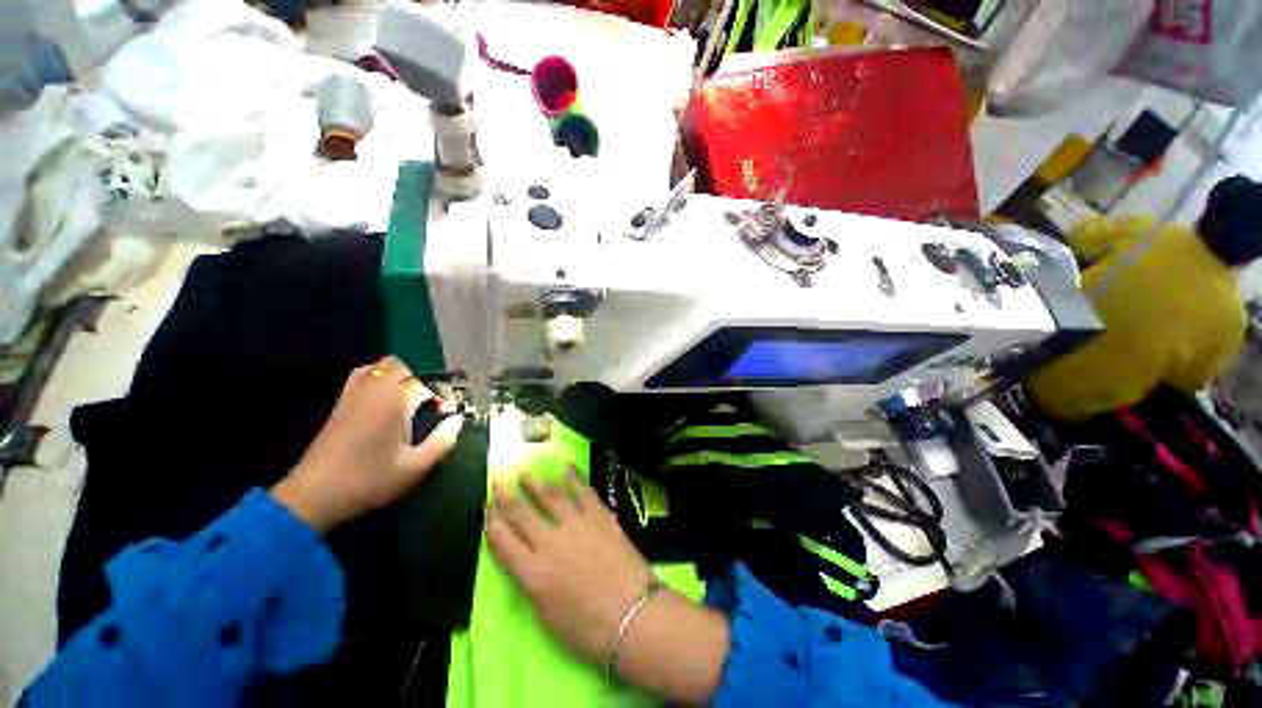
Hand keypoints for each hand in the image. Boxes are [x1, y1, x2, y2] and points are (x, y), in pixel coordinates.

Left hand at [272, 356, 463, 532]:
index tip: (448, 413)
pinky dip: (378, 377)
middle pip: (403, 367)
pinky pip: (362, 375)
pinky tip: (385, 399)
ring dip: (400, 376)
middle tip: (429, 404)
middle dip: (422, 380)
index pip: (428, 383)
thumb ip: (443, 440)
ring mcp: (354, 395)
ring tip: (409, 398)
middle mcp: (375, 391)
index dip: (443, 395)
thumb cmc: (369, 481)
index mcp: (395, 402)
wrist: (315, 496)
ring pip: (380, 366)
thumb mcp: (415, 466)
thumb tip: (457, 420)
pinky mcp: (340, 404)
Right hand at [487, 469, 728, 702]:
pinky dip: (574, 478)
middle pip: (522, 514)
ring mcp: (577, 525)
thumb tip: (526, 562)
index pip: (504, 542)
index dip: (493, 524)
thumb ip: (532, 585)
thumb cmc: (588, 630)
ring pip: (550, 497)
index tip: (488, 509)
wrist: (633, 616)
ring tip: (525, 474)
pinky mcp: (600, 516)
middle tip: (499, 482)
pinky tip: (566, 468)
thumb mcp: (547, 617)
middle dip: (507, 497)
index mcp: (532, 573)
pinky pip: (583, 492)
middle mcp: (550, 543)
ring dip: (535, 483)